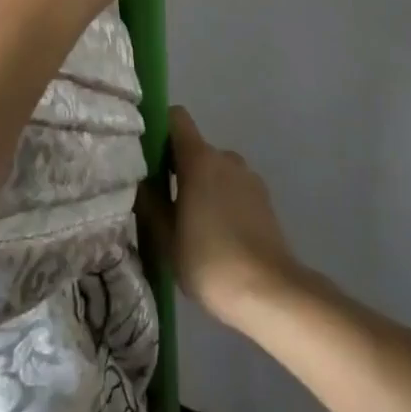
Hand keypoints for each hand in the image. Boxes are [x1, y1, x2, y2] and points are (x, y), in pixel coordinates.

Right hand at [152, 107, 303, 330]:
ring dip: (200, 186)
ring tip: (189, 224)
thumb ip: (149, 202)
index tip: (145, 154)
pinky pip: (233, 188)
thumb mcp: (165, 237)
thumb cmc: (209, 261)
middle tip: (161, 201)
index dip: (158, 128)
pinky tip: (215, 235)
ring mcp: (249, 177)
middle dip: (176, 167)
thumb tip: (140, 180)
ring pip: (214, 170)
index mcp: (199, 158)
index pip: (176, 118)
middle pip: (194, 148)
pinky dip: (221, 200)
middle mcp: (226, 158)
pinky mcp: (264, 199)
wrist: (270, 293)